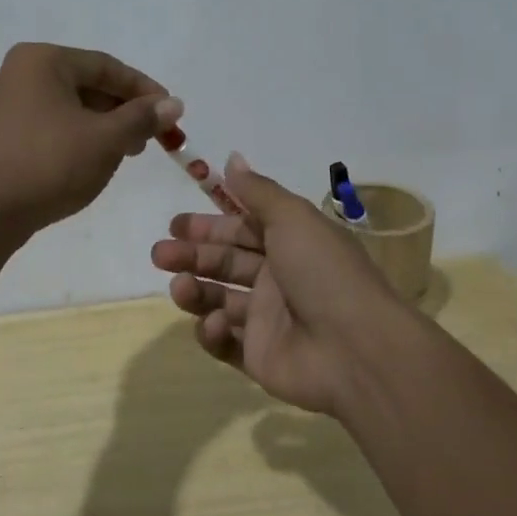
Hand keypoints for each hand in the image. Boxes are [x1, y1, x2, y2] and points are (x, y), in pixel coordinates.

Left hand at [0, 43, 179, 238]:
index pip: (106, 66)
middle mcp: (16, 73)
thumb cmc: (49, 163)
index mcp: (41, 60)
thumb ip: (142, 118)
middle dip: (122, 110)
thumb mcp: (106, 139)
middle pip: (85, 84)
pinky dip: (74, 137)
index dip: (144, 89)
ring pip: (66, 107)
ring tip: (124, 153)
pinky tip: (89, 161)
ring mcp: (1, 104)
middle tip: (150, 138)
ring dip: (100, 126)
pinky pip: (46, 125)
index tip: (171, 113)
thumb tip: (173, 104)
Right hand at [150, 154, 409, 415]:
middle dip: (191, 256)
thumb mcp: (293, 218)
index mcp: (290, 243)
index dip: (209, 225)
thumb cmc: (323, 272)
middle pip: (225, 262)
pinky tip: (214, 322)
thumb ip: (257, 191)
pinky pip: (226, 342)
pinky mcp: (259, 357)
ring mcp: (268, 320)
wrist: (355, 348)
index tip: (175, 223)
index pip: (241, 229)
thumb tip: (232, 159)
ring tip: (179, 286)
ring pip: (219, 299)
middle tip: (161, 254)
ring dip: (195, 290)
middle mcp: (278, 278)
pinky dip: (213, 332)